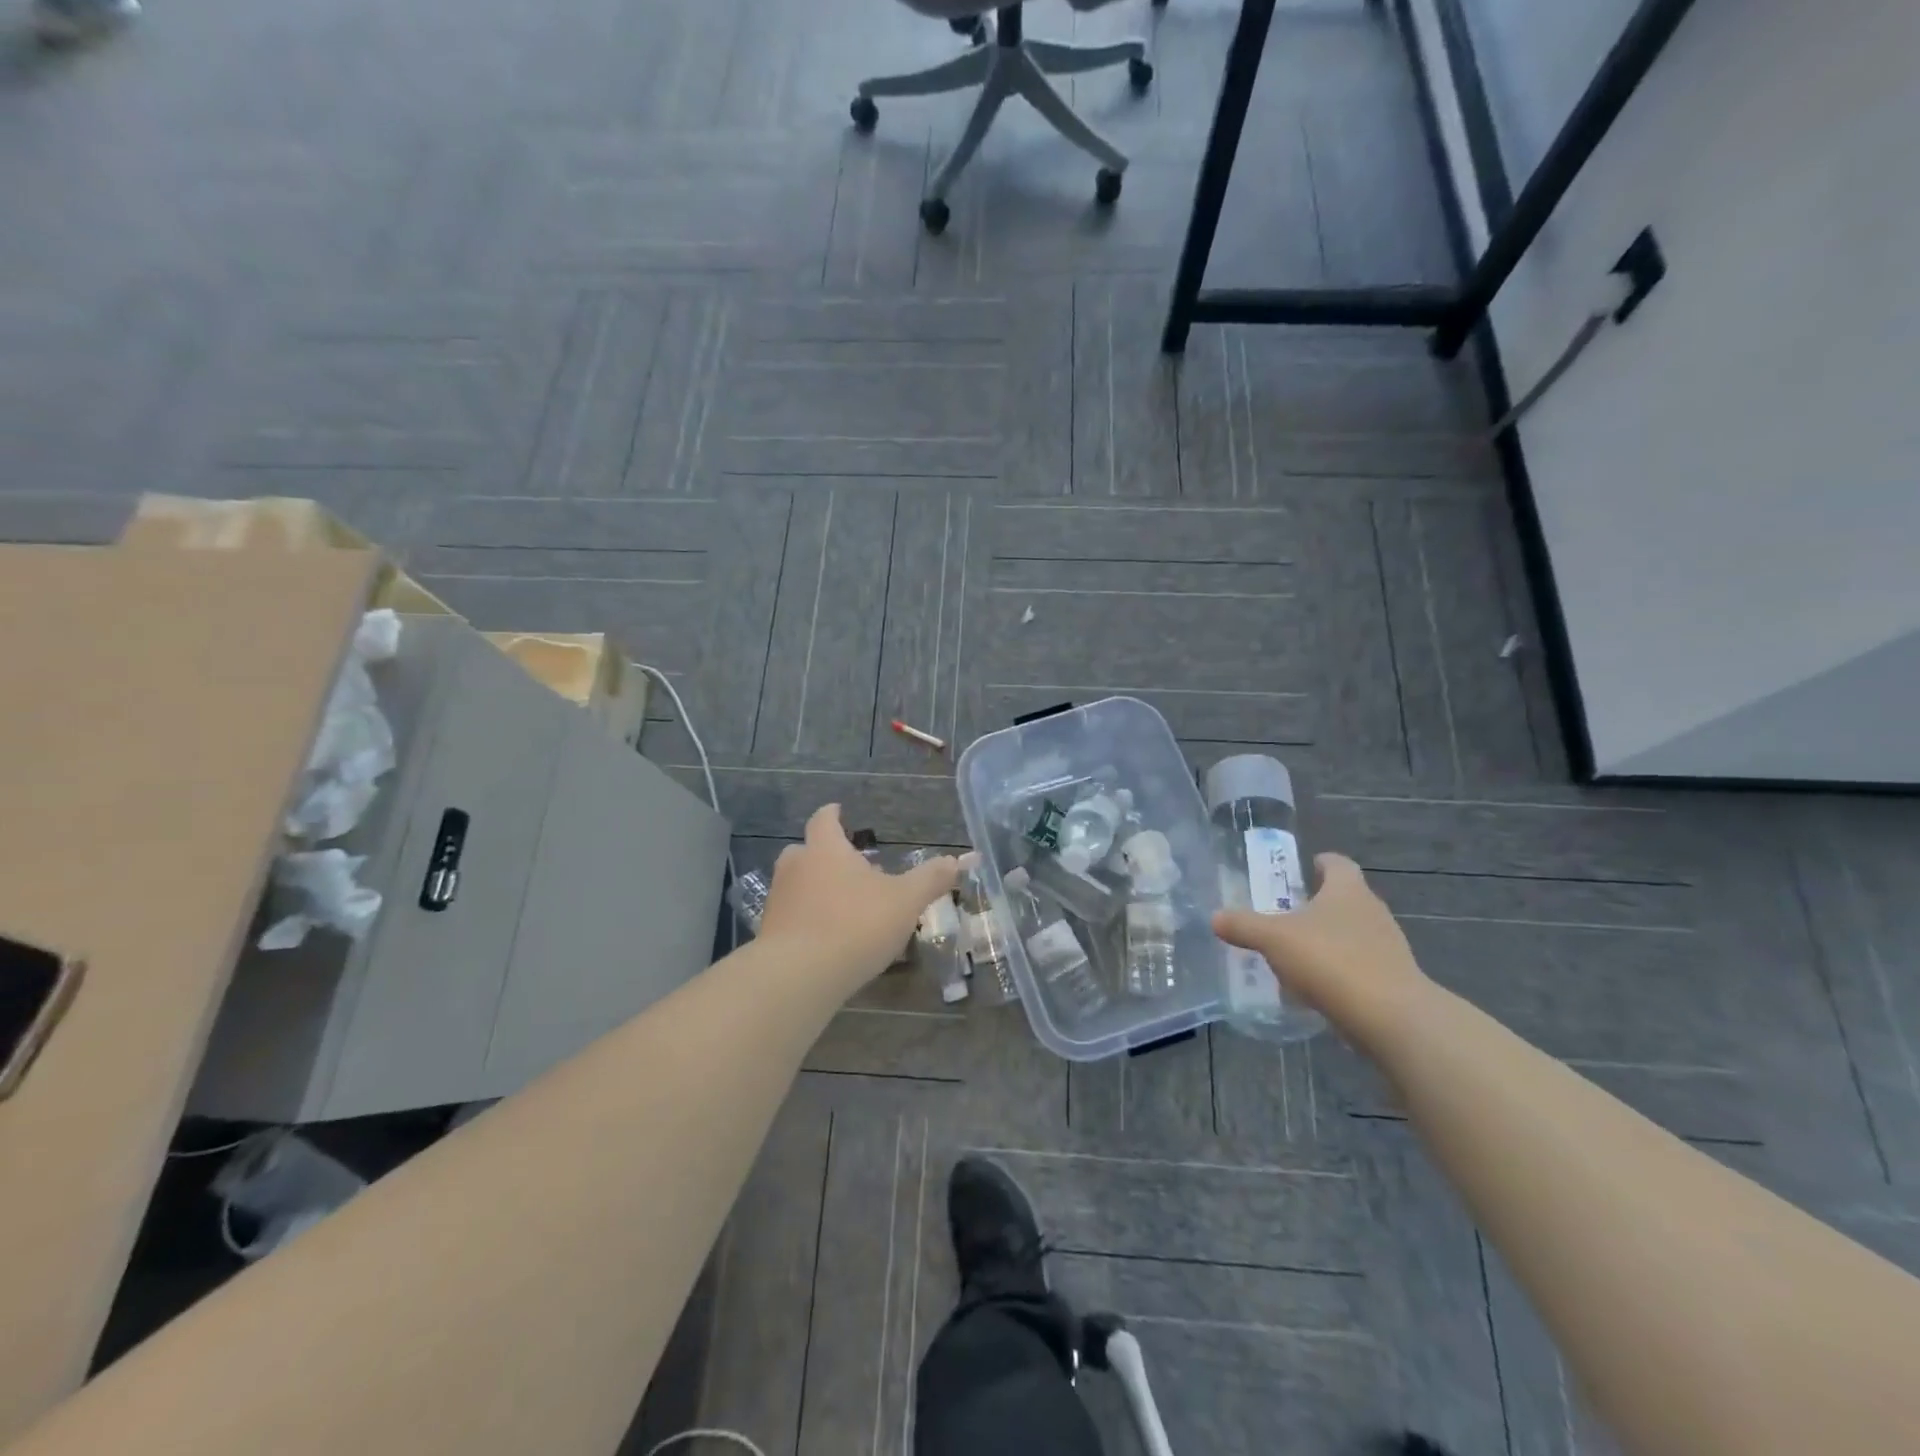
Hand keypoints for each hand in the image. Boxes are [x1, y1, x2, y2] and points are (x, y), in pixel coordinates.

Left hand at [757, 804, 977, 990]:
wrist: (797, 976)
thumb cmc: (854, 925)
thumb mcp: (905, 901)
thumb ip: (931, 879)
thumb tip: (958, 859)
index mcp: (825, 849)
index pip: (824, 820)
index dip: (833, 814)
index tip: (838, 810)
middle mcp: (796, 868)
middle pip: (807, 851)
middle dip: (827, 856)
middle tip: (852, 868)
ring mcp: (779, 901)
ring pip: (799, 885)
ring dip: (818, 890)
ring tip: (846, 906)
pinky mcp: (770, 934)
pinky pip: (793, 916)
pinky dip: (809, 919)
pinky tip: (829, 939)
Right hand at [1211, 853, 1430, 1049]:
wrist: (1390, 1017)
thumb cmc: (1331, 960)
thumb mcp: (1274, 939)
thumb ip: (1243, 926)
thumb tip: (1215, 917)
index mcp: (1348, 890)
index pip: (1338, 864)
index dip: (1322, 863)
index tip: (1307, 867)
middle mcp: (1373, 911)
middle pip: (1347, 898)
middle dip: (1320, 903)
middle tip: (1289, 913)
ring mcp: (1388, 947)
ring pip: (1354, 933)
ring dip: (1330, 939)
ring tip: (1298, 953)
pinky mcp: (1393, 980)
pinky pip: (1360, 965)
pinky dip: (1340, 970)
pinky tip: (1317, 987)